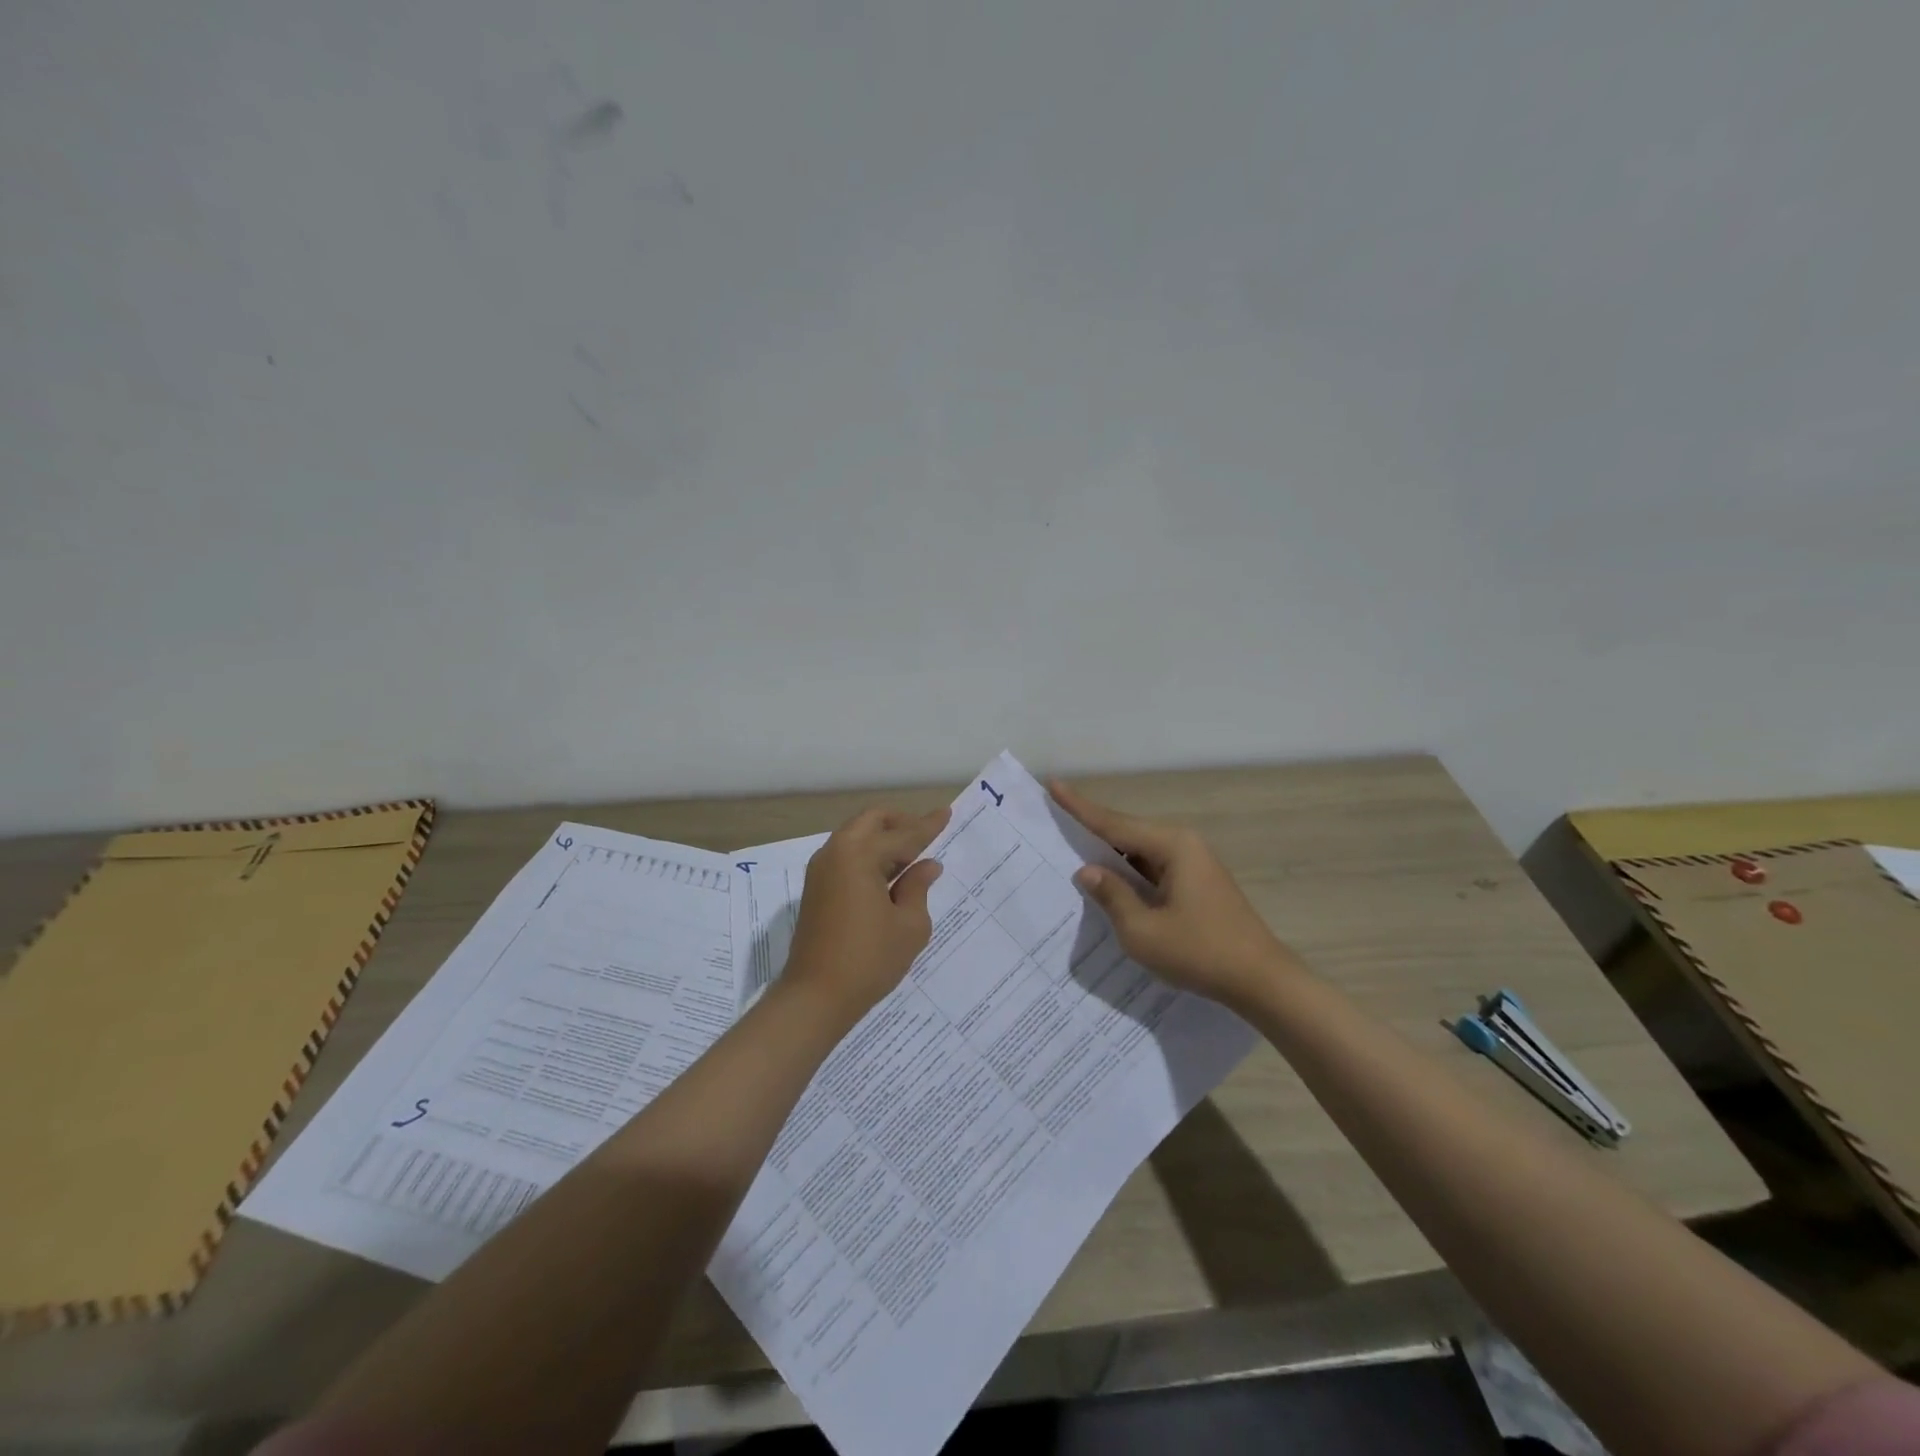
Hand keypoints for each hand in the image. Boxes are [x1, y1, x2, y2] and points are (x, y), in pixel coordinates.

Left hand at [784, 806, 949, 1017]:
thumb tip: (927, 865)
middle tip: (927, 836)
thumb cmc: (869, 960)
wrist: (814, 997)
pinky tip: (889, 874)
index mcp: (859, 855)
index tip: (947, 813)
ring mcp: (821, 870)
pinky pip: (846, 855)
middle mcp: (835, 852)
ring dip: (883, 839)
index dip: (928, 826)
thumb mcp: (909, 925)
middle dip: (901, 824)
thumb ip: (919, 888)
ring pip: (856, 836)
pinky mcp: (816, 888)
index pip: (903, 834)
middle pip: (872, 822)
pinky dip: (869, 855)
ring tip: (912, 857)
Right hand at [1049, 780, 1299, 1007]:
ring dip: (1110, 855)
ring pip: (1139, 853)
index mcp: (1172, 846)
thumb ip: (1112, 896)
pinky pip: (1152, 869)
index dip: (1079, 807)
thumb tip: (1087, 870)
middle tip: (1054, 820)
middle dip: (1091, 829)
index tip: (1053, 784)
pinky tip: (1108, 883)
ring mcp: (1193, 864)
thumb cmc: (1200, 953)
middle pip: (1126, 832)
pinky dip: (1128, 874)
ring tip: (1071, 851)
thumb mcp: (1143, 931)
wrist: (1261, 981)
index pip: (1114, 823)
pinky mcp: (1196, 883)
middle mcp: (1183, 845)